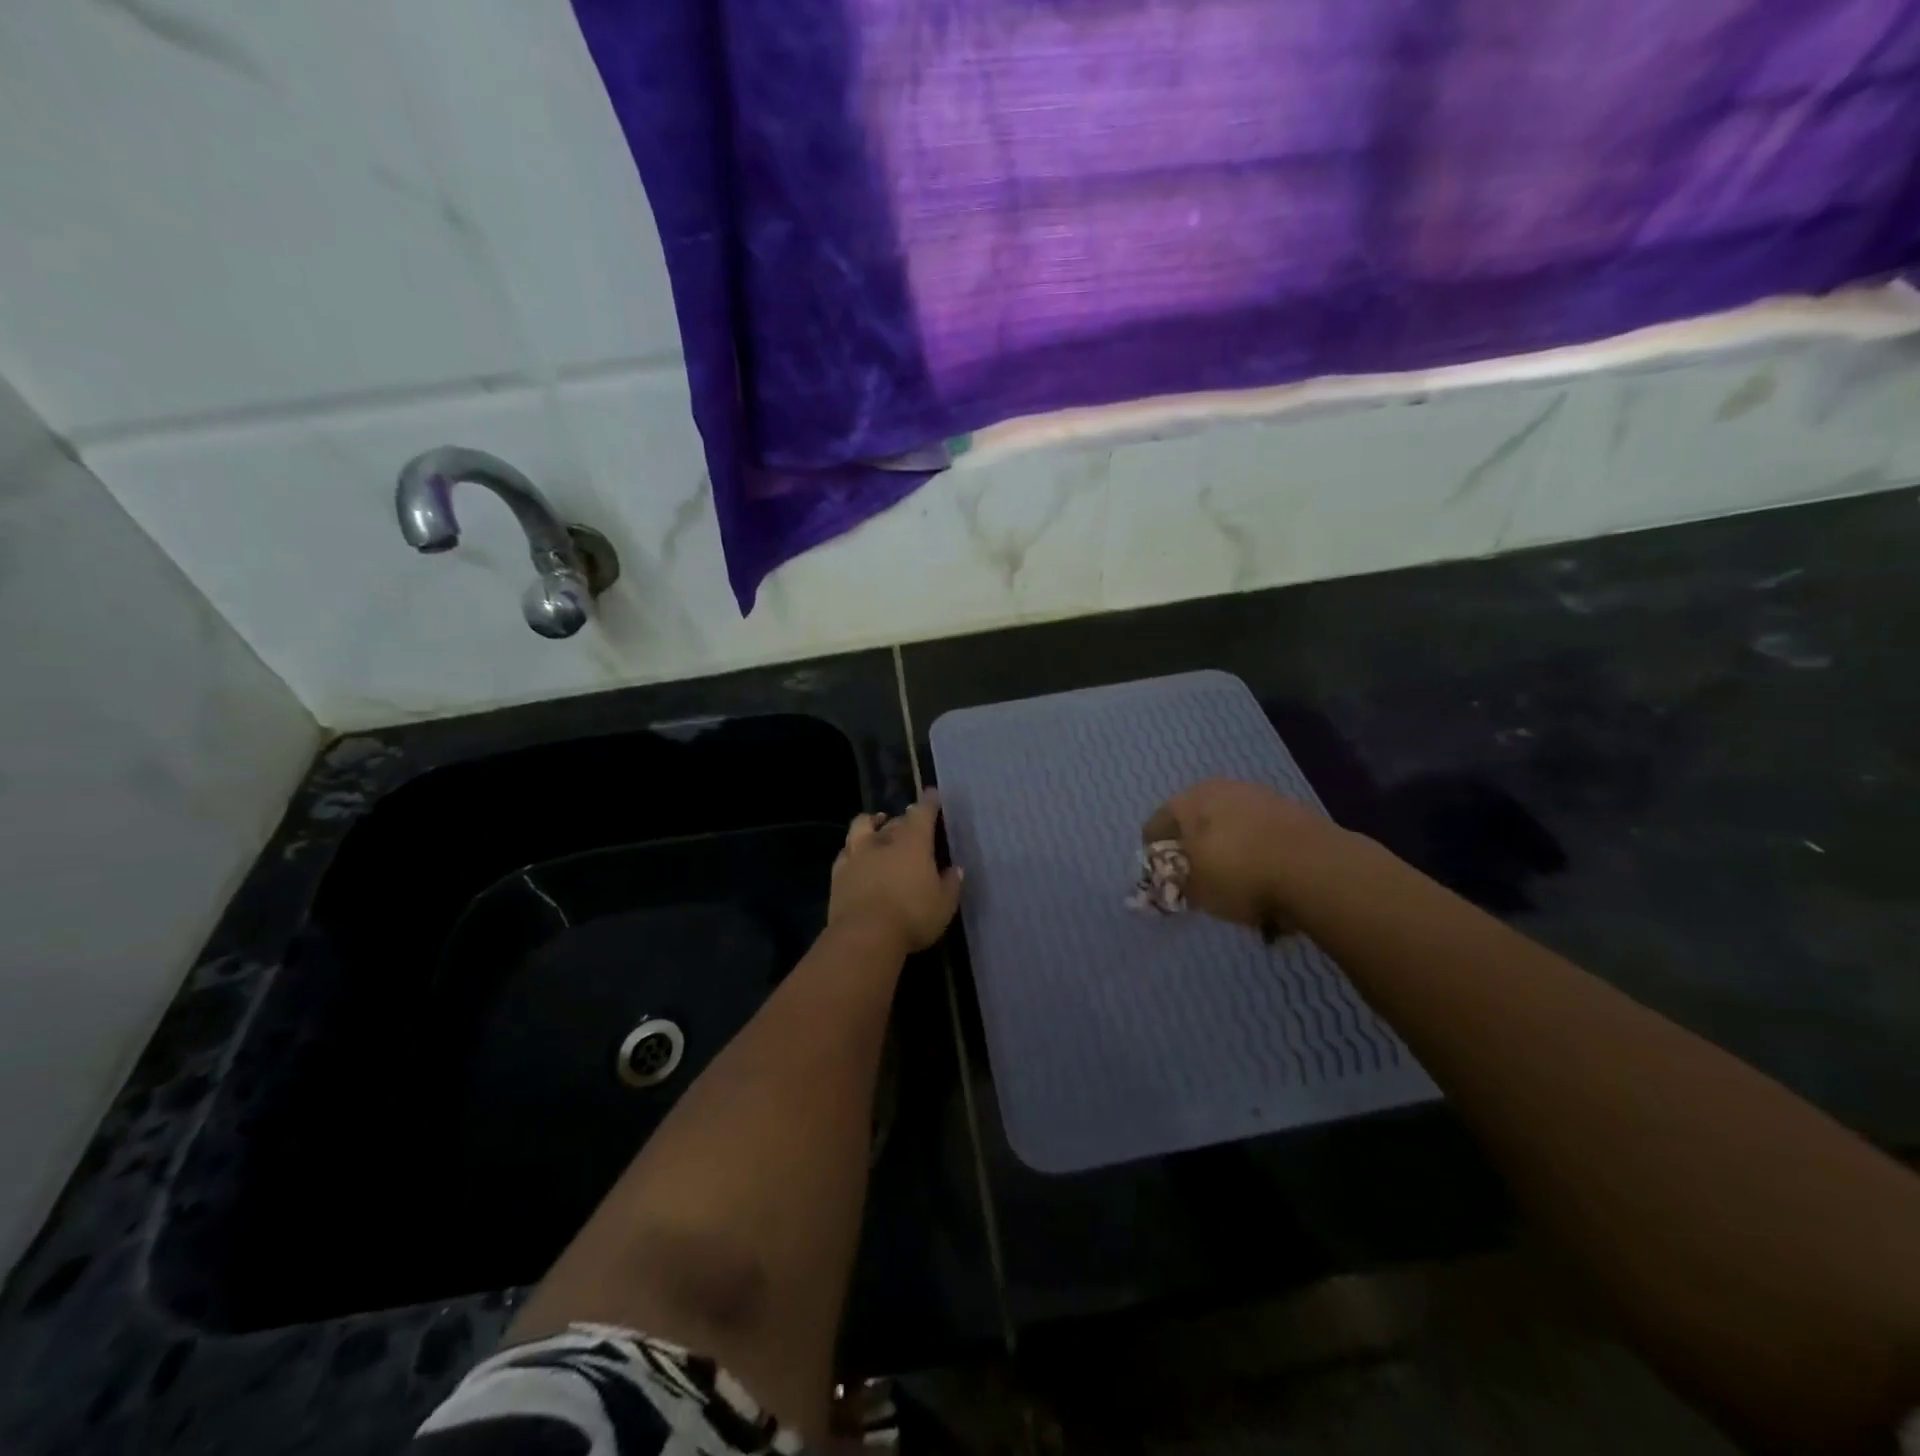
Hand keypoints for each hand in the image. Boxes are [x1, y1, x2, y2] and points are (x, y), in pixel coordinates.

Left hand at [828, 788, 963, 954]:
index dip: (929, 802)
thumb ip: (950, 884)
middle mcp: (884, 841)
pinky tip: (856, 855)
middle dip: (903, 819)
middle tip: (910, 824)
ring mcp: (857, 854)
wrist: (864, 936)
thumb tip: (954, 869)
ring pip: (862, 826)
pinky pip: (846, 851)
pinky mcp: (838, 872)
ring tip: (877, 824)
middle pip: (895, 820)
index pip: (922, 813)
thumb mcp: (943, 906)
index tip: (932, 794)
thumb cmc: (912, 917)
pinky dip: (853, 849)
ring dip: (872, 823)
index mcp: (913, 843)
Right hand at [1143, 779, 1334, 935]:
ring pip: (1230, 823)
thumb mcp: (1197, 891)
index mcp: (1188, 801)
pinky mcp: (1291, 808)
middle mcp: (1219, 788)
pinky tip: (1264, 874)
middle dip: (1193, 846)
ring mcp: (1259, 795)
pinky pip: (1260, 831)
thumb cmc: (1239, 874)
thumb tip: (1174, 882)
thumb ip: (1177, 885)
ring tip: (1233, 879)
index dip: (1153, 853)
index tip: (1160, 877)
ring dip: (1227, 846)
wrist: (1317, 868)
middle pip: (1195, 819)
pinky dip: (1257, 849)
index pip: (1155, 825)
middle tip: (1196, 876)